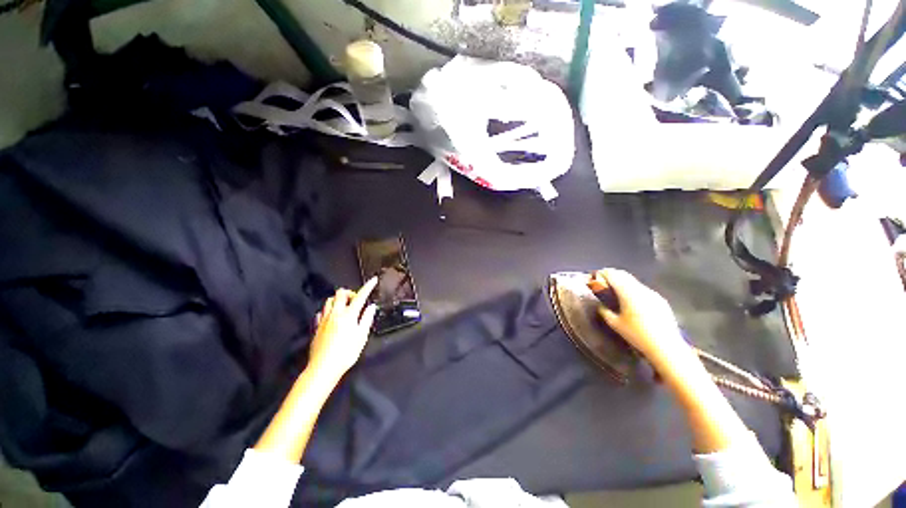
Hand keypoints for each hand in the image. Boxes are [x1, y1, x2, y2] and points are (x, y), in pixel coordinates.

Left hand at [307, 278, 377, 379]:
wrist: (323, 368)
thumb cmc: (346, 353)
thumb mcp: (361, 336)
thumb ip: (367, 319)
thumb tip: (371, 307)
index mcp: (349, 315)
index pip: (360, 296)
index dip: (368, 287)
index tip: (373, 280)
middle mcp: (335, 314)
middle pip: (340, 293)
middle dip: (350, 292)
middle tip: (356, 300)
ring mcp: (324, 320)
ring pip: (329, 301)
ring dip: (338, 300)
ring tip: (345, 308)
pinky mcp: (317, 327)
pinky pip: (321, 312)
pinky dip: (328, 311)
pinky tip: (332, 317)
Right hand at [588, 269, 686, 365]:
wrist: (666, 347)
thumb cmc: (637, 335)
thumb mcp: (615, 324)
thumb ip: (604, 312)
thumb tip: (600, 305)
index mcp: (628, 293)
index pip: (613, 275)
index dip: (603, 273)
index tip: (595, 276)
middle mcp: (641, 289)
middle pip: (624, 275)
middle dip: (613, 275)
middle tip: (603, 282)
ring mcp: (653, 294)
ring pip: (634, 282)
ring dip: (624, 283)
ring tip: (617, 292)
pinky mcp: (660, 300)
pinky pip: (643, 290)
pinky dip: (634, 290)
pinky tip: (633, 302)